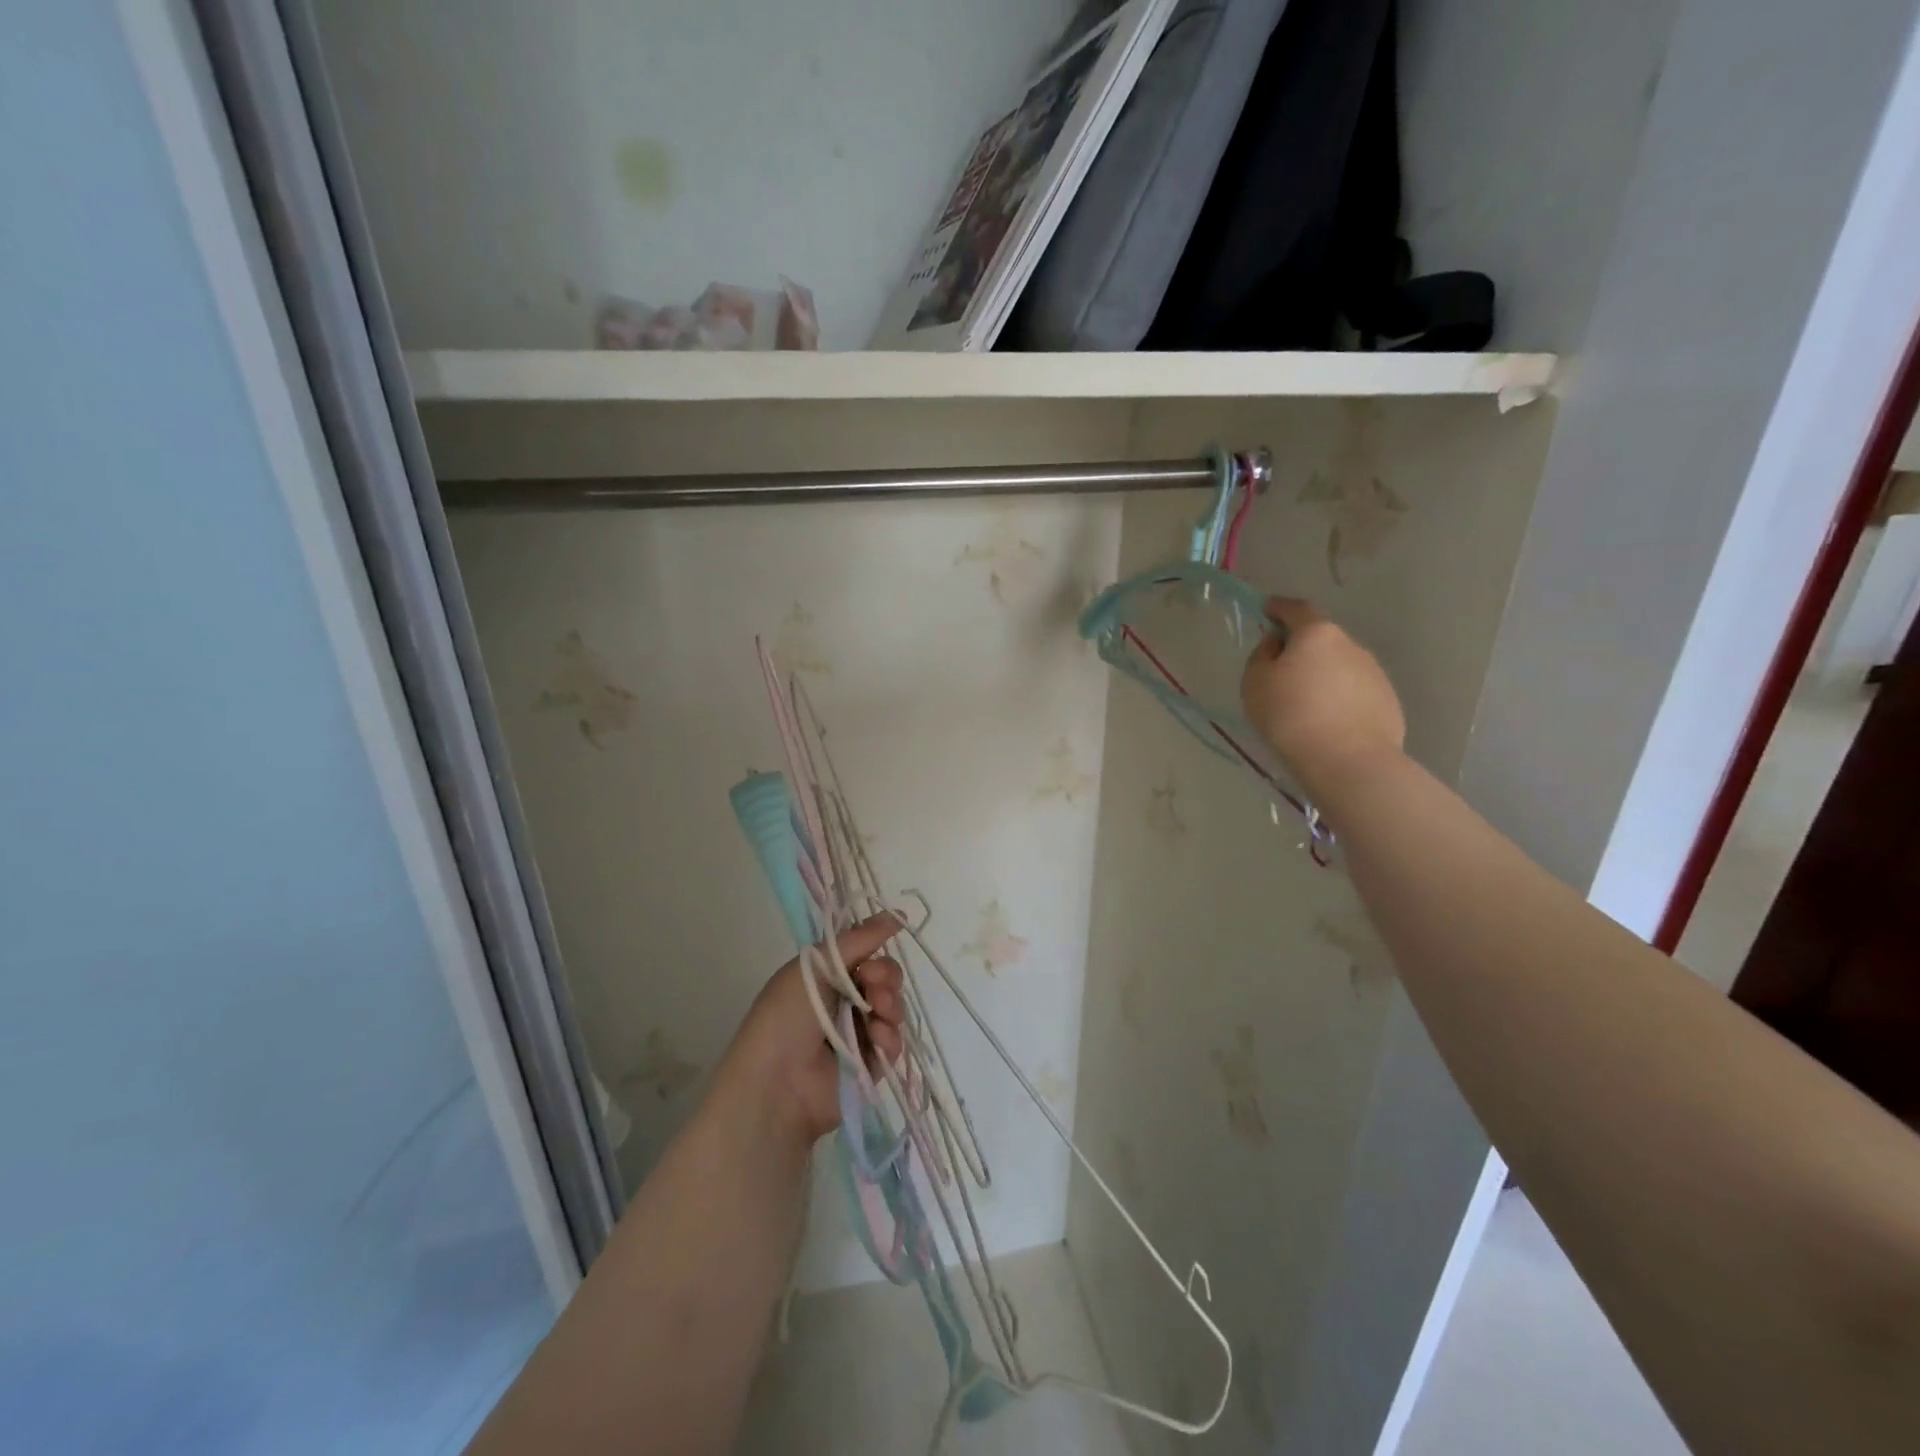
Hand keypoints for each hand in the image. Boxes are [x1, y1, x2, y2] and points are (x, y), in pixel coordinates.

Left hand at [711, 912, 908, 1152]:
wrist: (777, 1083)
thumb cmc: (787, 1015)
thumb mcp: (816, 966)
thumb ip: (859, 939)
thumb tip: (898, 914)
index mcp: (825, 976)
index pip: (865, 954)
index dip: (875, 950)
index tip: (870, 955)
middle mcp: (843, 1002)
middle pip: (884, 978)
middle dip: (885, 976)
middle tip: (872, 984)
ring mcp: (858, 1034)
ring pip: (893, 1007)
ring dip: (890, 1004)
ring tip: (876, 1012)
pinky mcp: (870, 1065)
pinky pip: (894, 1041)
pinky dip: (889, 1036)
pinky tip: (876, 1039)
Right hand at [1241, 596, 1404, 796]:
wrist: (1347, 761)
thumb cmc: (1291, 716)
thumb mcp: (1255, 683)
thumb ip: (1262, 656)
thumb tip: (1277, 644)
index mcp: (1317, 634)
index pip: (1296, 609)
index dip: (1279, 607)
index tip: (1268, 610)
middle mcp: (1351, 645)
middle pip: (1321, 639)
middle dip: (1301, 648)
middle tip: (1281, 670)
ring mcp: (1374, 673)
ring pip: (1340, 666)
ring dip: (1322, 675)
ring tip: (1305, 704)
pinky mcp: (1387, 701)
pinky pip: (1354, 692)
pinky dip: (1339, 698)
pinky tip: (1327, 722)